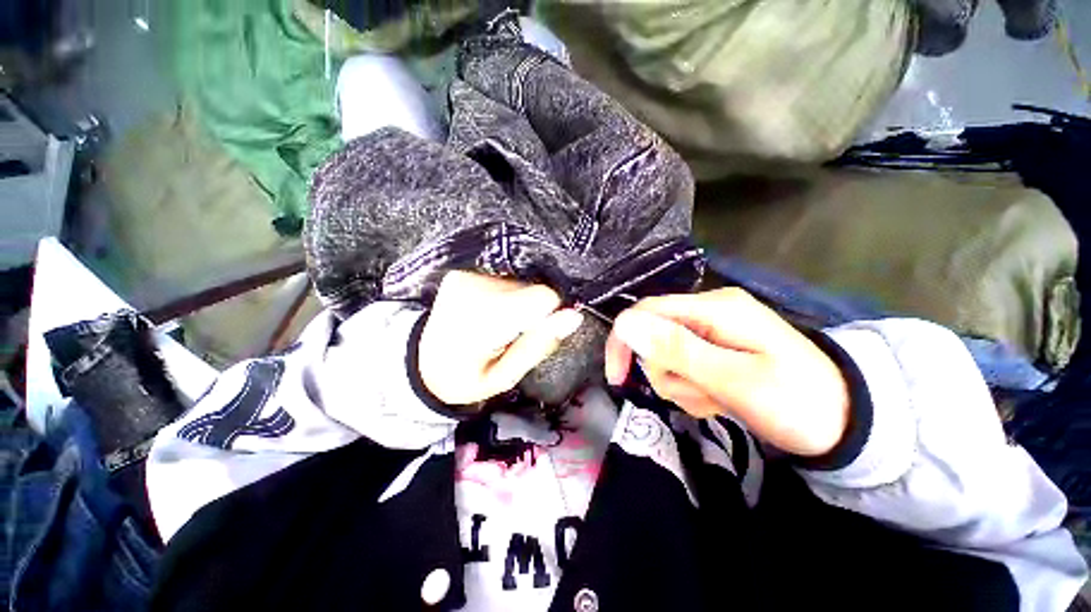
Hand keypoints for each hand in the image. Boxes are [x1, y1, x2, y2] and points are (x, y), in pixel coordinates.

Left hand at [418, 271, 583, 405]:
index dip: (548, 316)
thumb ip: (538, 345)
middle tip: (510, 335)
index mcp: (483, 320)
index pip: (542, 297)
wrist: (422, 362)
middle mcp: (474, 288)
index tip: (535, 334)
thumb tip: (574, 316)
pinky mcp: (463, 272)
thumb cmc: (466, 377)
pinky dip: (504, 298)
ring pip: (520, 284)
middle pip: (532, 289)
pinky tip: (488, 314)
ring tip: (497, 326)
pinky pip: (504, 280)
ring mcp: (466, 276)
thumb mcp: (505, 377)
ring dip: (517, 305)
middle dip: (531, 313)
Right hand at [604, 288, 849, 456]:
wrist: (848, 423)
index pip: (645, 311)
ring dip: (682, 385)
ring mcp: (711, 330)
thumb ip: (677, 350)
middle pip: (654, 336)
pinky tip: (719, 398)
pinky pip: (682, 367)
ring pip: (665, 356)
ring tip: (717, 399)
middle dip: (667, 372)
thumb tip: (625, 324)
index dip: (623, 341)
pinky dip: (693, 388)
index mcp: (714, 308)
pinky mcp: (713, 348)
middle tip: (701, 394)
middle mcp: (708, 311)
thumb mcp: (736, 380)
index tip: (618, 378)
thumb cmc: (799, 402)